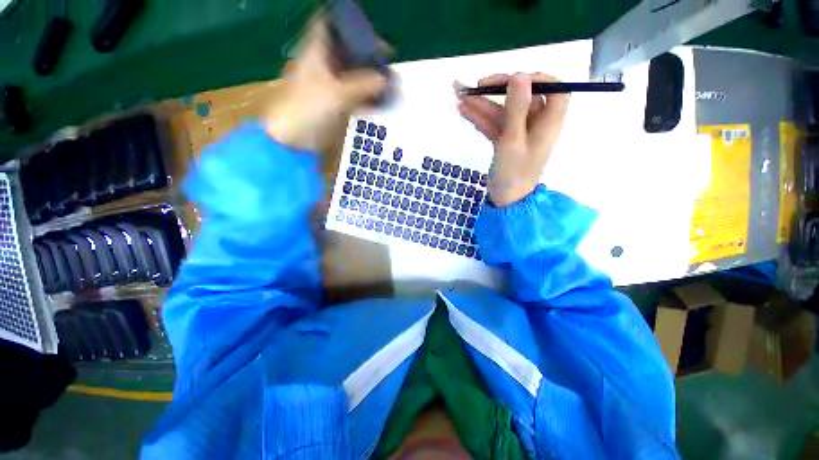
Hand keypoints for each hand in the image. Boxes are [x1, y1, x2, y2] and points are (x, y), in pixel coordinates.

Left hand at [264, 19, 387, 150]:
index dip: (353, 29)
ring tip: (391, 85)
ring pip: (354, 76)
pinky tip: (383, 103)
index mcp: (318, 52)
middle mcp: (325, 65)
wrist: (294, 137)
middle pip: (349, 53)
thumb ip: (364, 85)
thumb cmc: (309, 108)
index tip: (374, 39)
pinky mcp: (336, 104)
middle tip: (389, 66)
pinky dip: (368, 99)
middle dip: (369, 58)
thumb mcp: (338, 94)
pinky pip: (356, 96)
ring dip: (371, 80)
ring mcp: (331, 85)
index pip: (334, 27)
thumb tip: (386, 79)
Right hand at [456, 73, 569, 206]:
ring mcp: (518, 133)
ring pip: (502, 112)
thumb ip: (516, 108)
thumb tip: (520, 75)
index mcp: (548, 121)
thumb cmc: (514, 173)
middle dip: (497, 90)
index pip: (553, 90)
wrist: (505, 200)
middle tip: (476, 86)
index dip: (537, 79)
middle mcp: (535, 124)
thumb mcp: (513, 140)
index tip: (514, 79)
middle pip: (520, 99)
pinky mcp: (505, 142)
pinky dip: (480, 119)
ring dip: (482, 105)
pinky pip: (493, 125)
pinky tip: (463, 111)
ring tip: (459, 96)